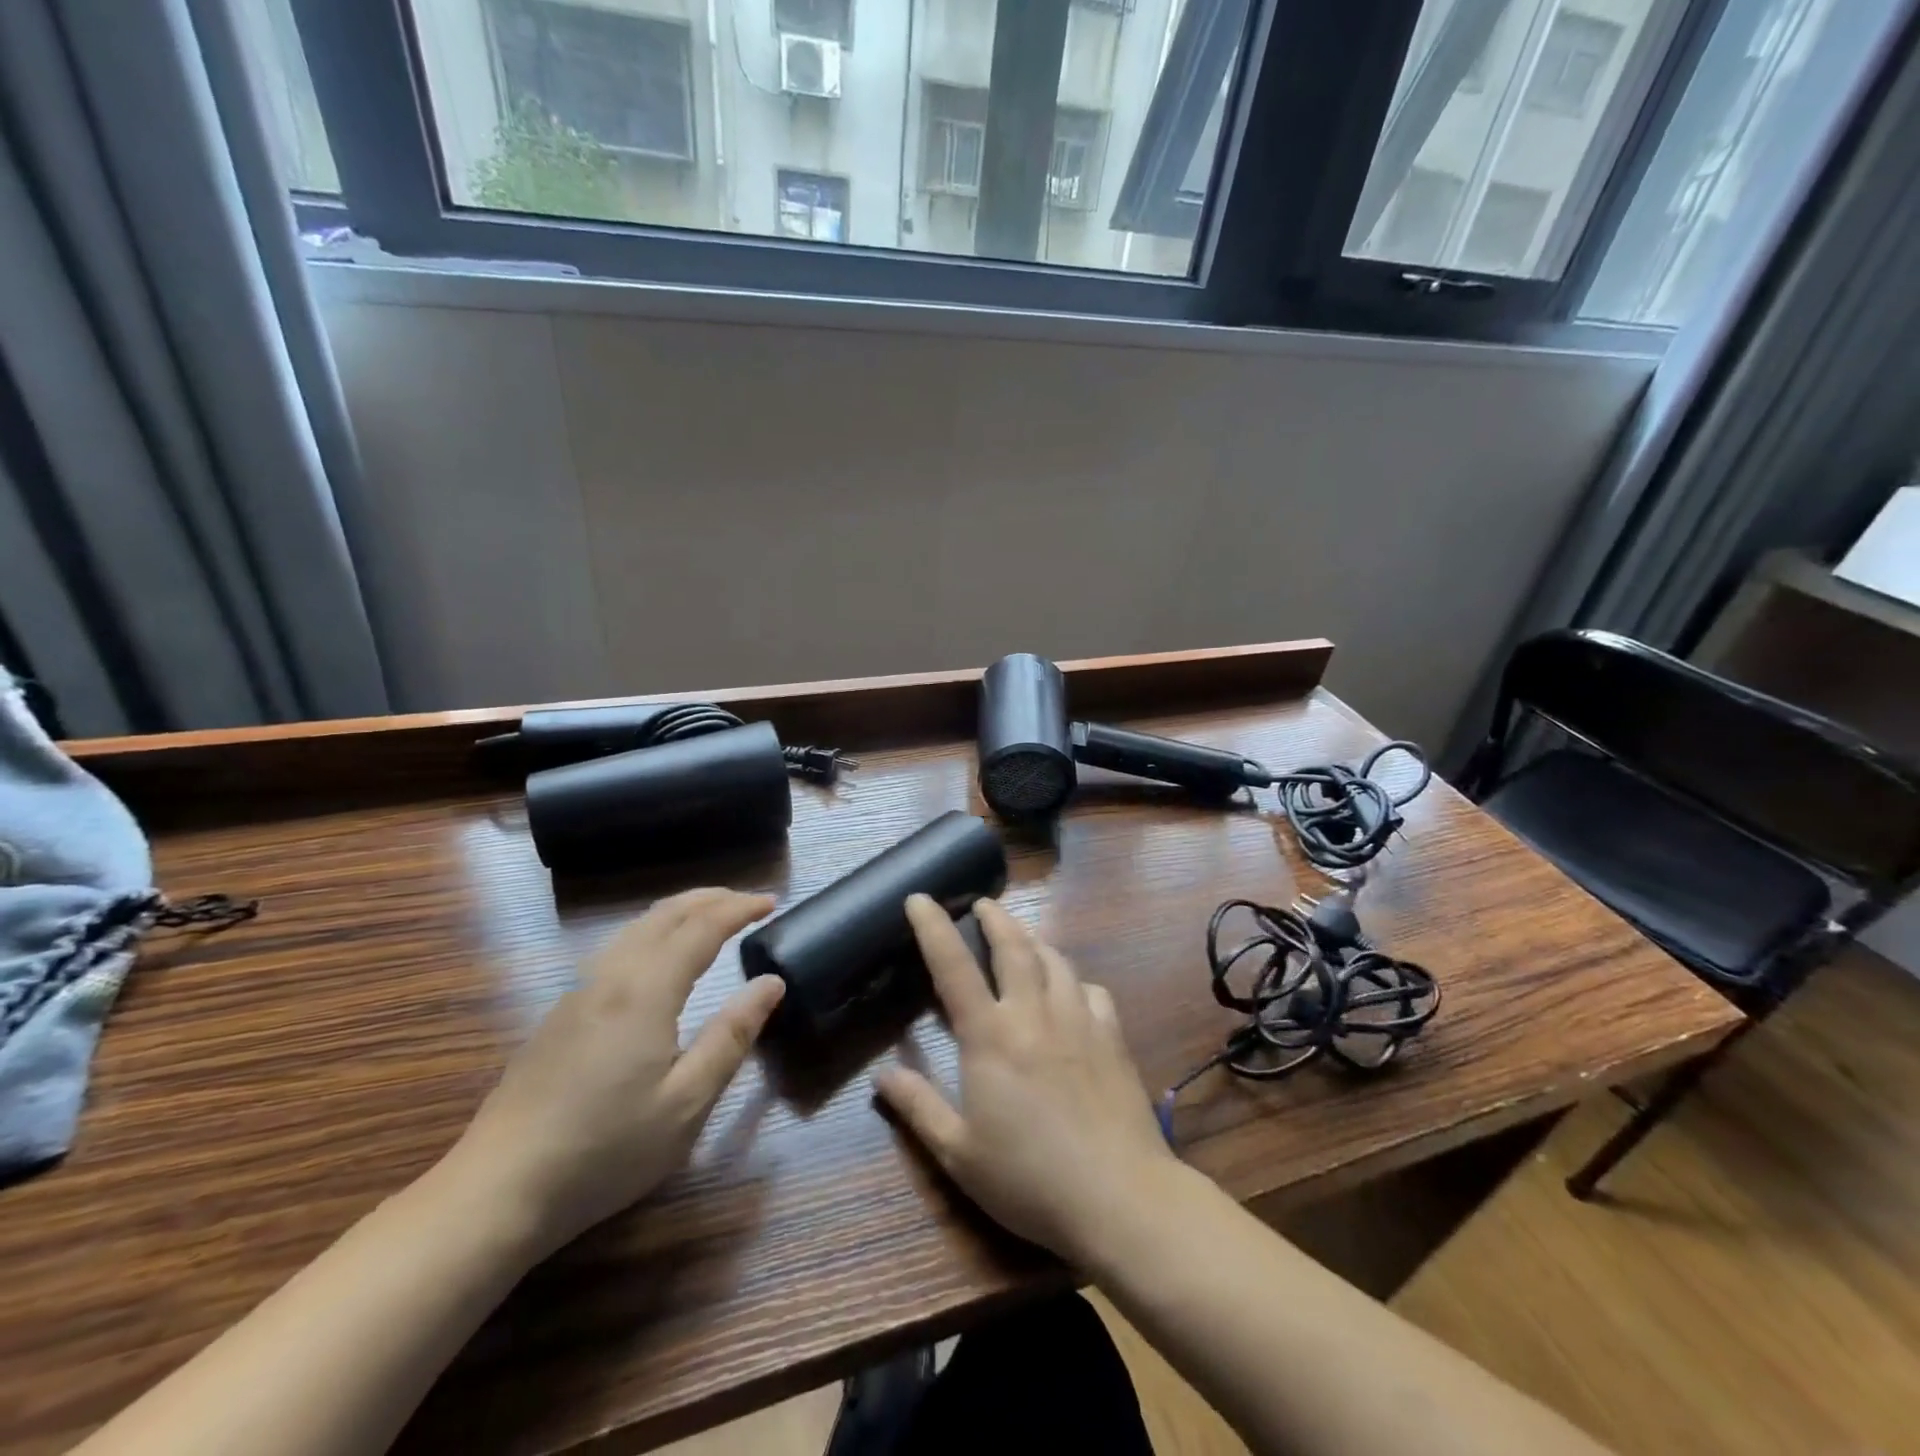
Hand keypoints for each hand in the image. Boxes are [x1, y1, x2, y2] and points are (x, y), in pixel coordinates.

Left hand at [439, 888, 782, 1260]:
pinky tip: (658, 959)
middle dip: (709, 898)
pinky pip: (616, 949)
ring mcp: (577, 994)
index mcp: (646, 991)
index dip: (738, 908)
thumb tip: (771, 982)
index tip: (770, 903)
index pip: (702, 927)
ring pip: (635, 928)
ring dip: (679, 912)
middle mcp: (610, 977)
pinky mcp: (559, 1016)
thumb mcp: (687, 1102)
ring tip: (710, 918)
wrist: (496, 1192)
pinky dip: (652, 933)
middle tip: (747, 901)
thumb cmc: (605, 1150)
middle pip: (664, 914)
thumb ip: (732, 1035)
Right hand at [874, 896, 1181, 1268]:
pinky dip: (1076, 980)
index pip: (953, 966)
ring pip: (1056, 960)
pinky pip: (1093, 990)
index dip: (933, 927)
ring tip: (1022, 939)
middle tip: (983, 904)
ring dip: (1034, 941)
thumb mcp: (960, 1155)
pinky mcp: (1112, 1037)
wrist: (1120, 1197)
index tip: (920, 897)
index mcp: (990, 1037)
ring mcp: (1079, 1020)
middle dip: (995, 917)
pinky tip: (1073, 991)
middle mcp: (1034, 1014)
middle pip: (1014, 946)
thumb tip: (882, 1074)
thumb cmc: (1030, 1179)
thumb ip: (920, 1108)